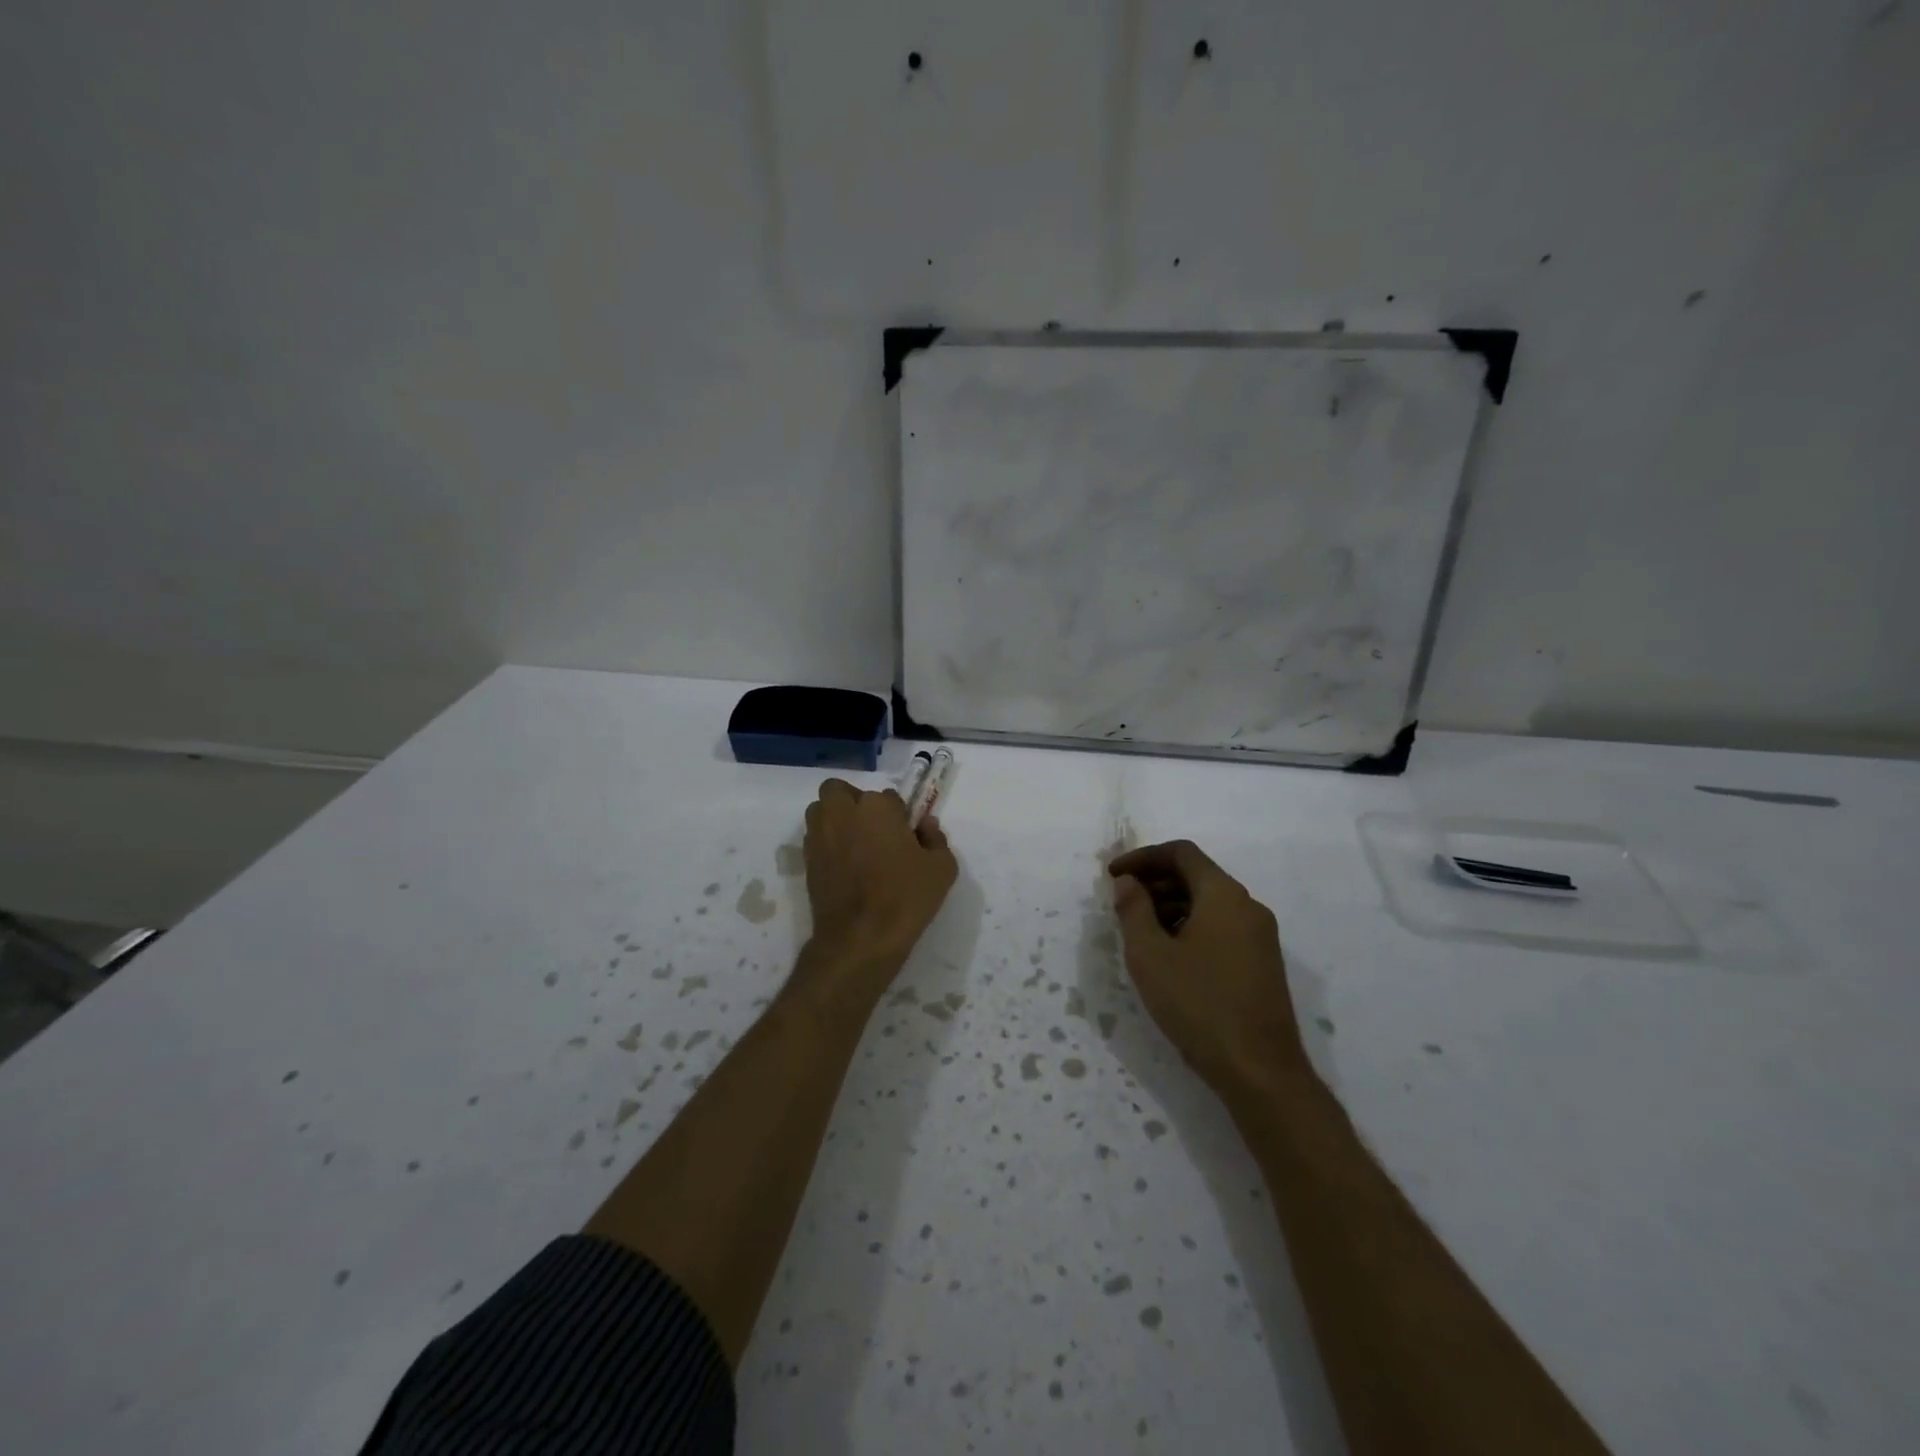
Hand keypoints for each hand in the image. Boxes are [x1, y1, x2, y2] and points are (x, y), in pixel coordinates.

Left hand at [802, 778, 957, 982]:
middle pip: (842, 791)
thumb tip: (925, 825)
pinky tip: (845, 866)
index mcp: (877, 807)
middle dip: (855, 802)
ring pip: (822, 810)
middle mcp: (843, 812)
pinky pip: (815, 837)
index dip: (898, 816)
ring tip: (855, 845)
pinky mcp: (807, 859)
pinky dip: (827, 842)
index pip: (889, 797)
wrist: (861, 938)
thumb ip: (936, 838)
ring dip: (836, 818)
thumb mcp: (942, 868)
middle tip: (874, 831)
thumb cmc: (906, 898)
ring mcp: (820, 835)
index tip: (905, 836)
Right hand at [1109, 840, 1306, 1096]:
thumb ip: (1134, 909)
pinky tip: (1169, 957)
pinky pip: (1221, 927)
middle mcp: (1248, 907)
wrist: (1260, 1071)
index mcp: (1224, 895)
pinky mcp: (1262, 964)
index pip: (1181, 853)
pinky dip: (1190, 927)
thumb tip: (1128, 882)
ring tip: (1139, 933)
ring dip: (1170, 906)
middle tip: (1121, 904)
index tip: (1113, 876)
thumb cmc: (1198, 1005)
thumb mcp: (1150, 955)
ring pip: (1209, 903)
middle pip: (1197, 876)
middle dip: (1155, 882)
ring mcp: (1260, 936)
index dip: (1142, 858)